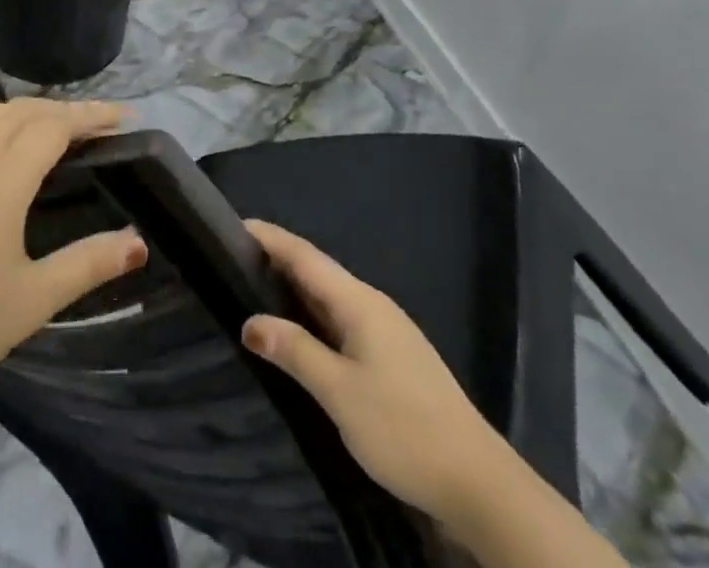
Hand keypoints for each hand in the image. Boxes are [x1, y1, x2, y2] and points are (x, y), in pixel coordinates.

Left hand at [0, 98, 148, 400]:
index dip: (91, 115)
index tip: (123, 116)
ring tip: (46, 126)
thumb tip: (138, 241)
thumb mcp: (34, 300)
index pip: (55, 127)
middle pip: (22, 112)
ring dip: (21, 111)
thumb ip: (89, 264)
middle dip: (63, 110)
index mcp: (2, 178)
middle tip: (95, 124)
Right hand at [241, 220, 505, 525]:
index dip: (267, 237)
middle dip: (274, 260)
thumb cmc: (405, 429)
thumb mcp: (340, 392)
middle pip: (315, 270)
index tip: (230, 225)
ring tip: (251, 291)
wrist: (480, 485)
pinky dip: (310, 316)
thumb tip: (249, 321)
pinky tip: (296, 333)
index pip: (303, 254)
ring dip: (291, 290)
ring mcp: (385, 331)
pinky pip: (340, 320)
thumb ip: (294, 350)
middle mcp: (371, 305)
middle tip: (228, 260)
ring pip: (328, 297)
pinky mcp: (392, 357)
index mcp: (358, 301)